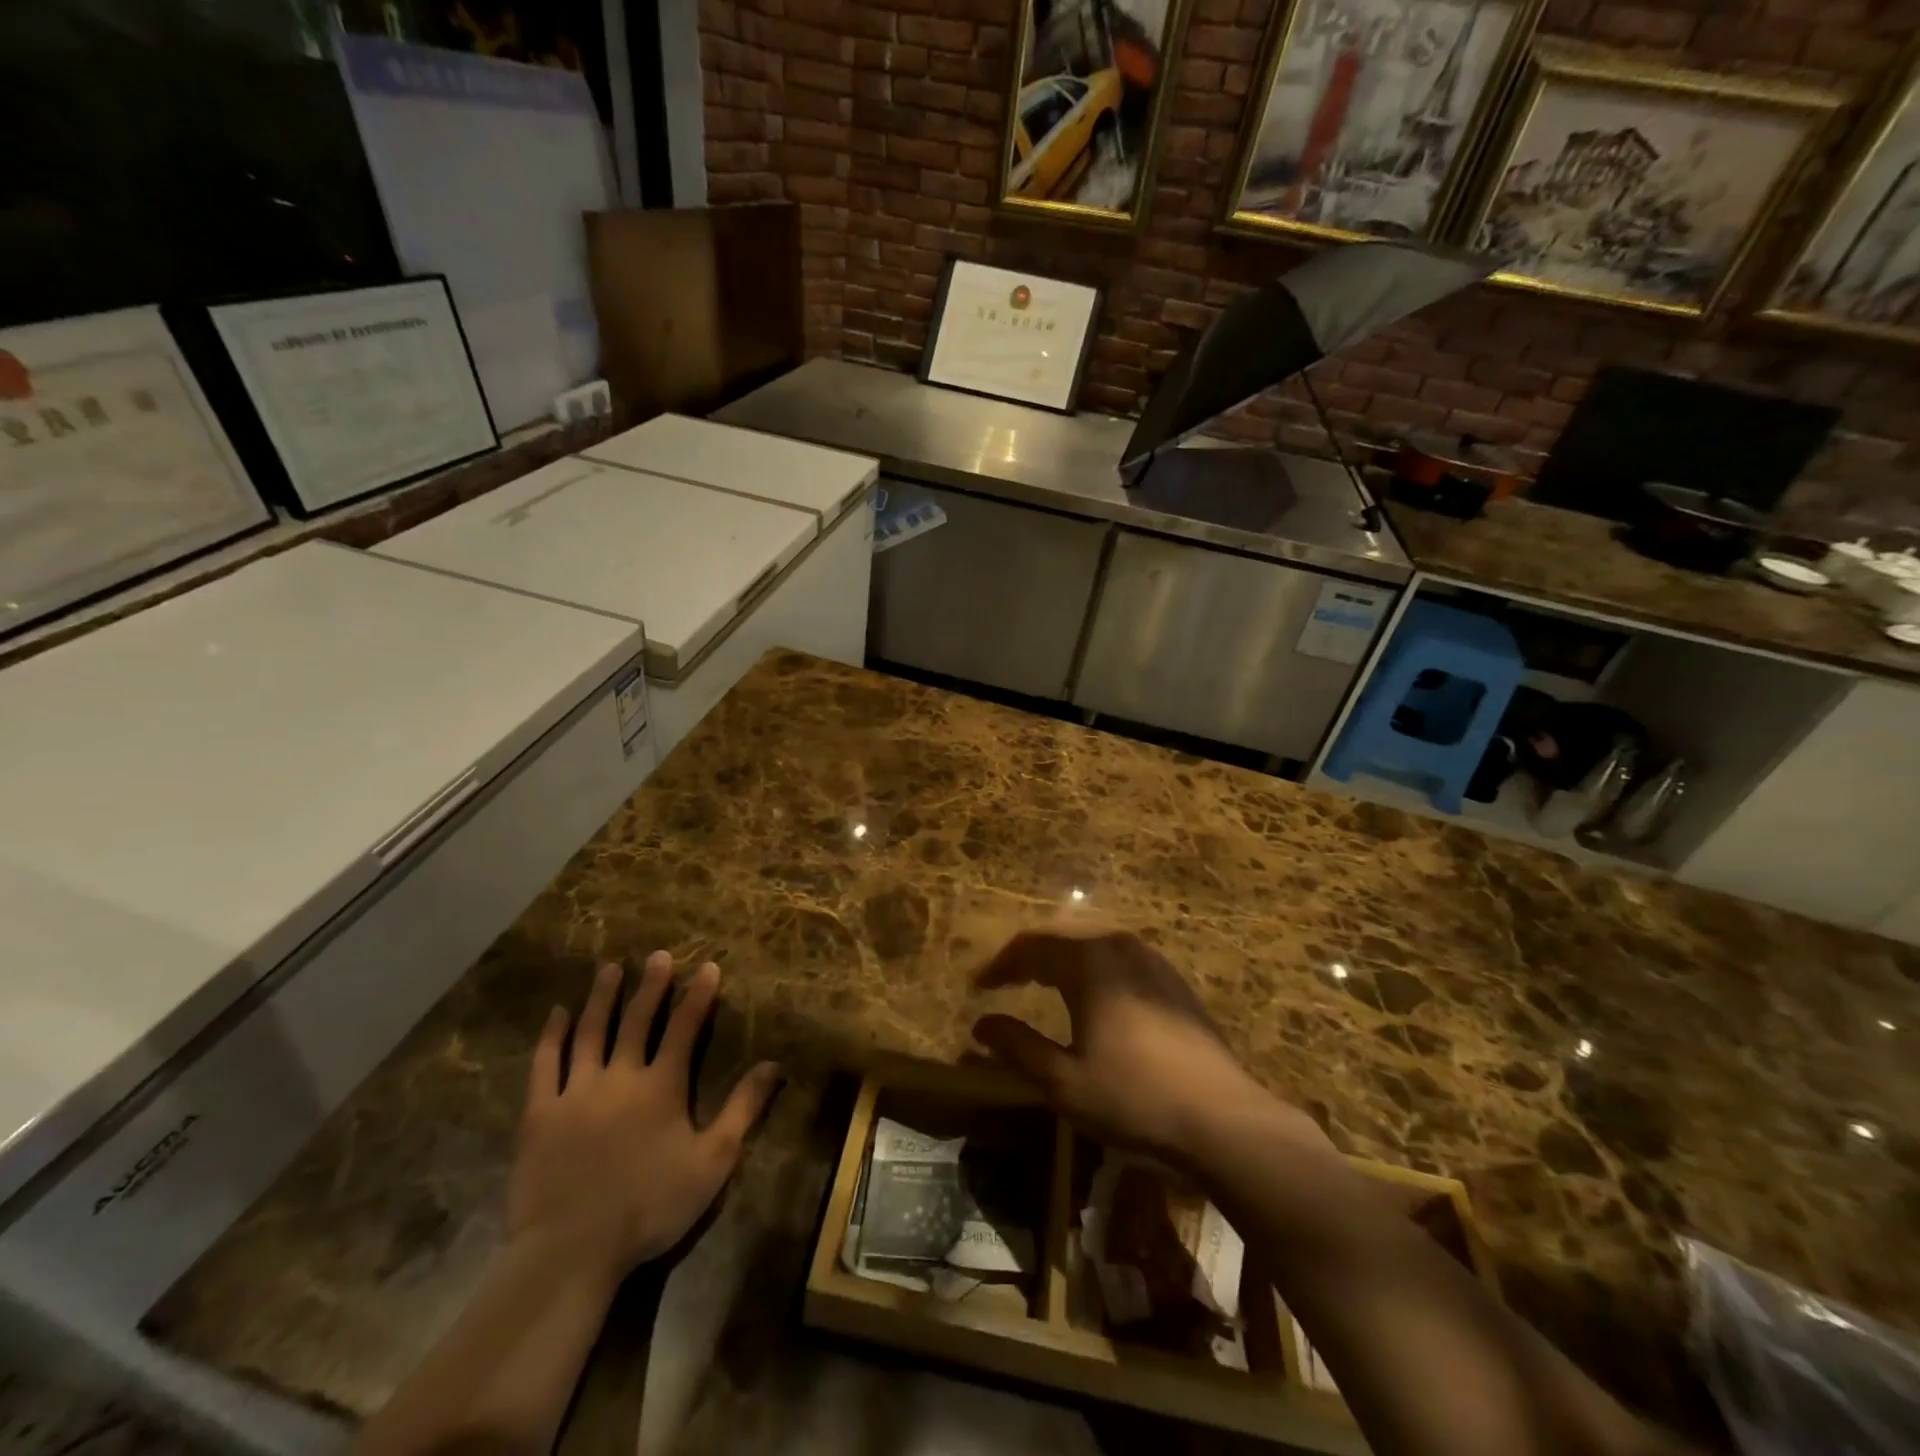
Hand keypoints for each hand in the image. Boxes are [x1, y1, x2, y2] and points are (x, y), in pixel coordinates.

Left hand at [509, 954, 780, 1281]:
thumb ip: (743, 1109)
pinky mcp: (540, 1114)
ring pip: (591, 1032)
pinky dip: (552, 1036)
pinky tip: (558, 1014)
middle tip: (659, 955)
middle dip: (652, 986)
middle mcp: (620, 1076)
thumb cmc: (650, 1206)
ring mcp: (576, 1092)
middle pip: (637, 1021)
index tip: (708, 967)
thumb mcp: (712, 1161)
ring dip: (602, 998)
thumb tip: (774, 1065)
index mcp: (662, 1086)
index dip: (698, 996)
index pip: (684, 1028)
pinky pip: (545, 1065)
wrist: (571, 1250)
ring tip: (610, 969)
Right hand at [971, 928, 1318, 1166]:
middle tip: (1005, 981)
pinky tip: (1093, 997)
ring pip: (1093, 946)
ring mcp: (1152, 960)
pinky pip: (1119, 960)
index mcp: (1089, 962)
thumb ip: (1018, 1046)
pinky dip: (1092, 969)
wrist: (1223, 1118)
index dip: (1001, 965)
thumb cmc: (1134, 1098)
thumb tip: (981, 1024)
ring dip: (1061, 961)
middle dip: (1029, 957)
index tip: (979, 987)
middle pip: (1062, 938)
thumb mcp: (1064, 1081)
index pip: (1031, 947)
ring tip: (1042, 984)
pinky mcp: (1174, 981)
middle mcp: (1119, 947)